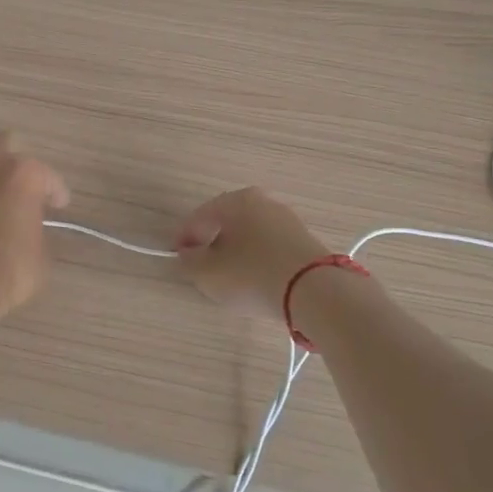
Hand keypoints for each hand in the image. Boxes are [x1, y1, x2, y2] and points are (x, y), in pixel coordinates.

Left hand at [0, 133, 69, 324]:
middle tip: (21, 188)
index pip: (47, 176)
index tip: (58, 206)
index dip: (56, 191)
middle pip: (4, 145)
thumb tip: (28, 226)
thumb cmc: (10, 270)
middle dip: (15, 163)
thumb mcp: (42, 253)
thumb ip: (37, 227)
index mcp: (23, 174)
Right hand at [175, 187, 331, 321]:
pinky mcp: (304, 241)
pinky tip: (255, 280)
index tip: (177, 258)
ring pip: (250, 234)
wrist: (315, 291)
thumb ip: (189, 262)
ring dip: (235, 252)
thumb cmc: (252, 275)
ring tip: (229, 278)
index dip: (184, 237)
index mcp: (236, 200)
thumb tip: (187, 255)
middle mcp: (263, 201)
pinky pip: (269, 247)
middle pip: (227, 222)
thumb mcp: (208, 273)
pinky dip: (257, 260)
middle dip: (211, 243)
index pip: (200, 215)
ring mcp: (287, 220)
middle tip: (201, 266)